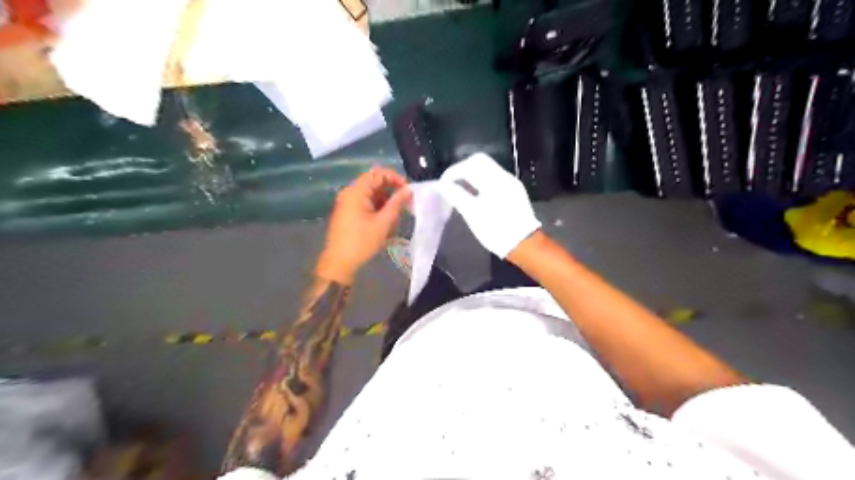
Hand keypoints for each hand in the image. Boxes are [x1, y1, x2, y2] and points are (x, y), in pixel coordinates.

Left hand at [316, 167, 410, 283]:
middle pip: (374, 183)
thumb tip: (409, 190)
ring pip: (371, 194)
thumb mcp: (383, 223)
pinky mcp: (347, 213)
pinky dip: (377, 208)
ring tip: (397, 215)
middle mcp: (349, 193)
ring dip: (385, 201)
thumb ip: (397, 203)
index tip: (408, 190)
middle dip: (391, 191)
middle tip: (406, 203)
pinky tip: (386, 221)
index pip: (377, 173)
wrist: (339, 263)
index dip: (395, 178)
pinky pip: (365, 203)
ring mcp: (347, 203)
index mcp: (356, 192)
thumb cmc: (362, 242)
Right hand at [441, 153, 538, 257]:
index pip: (470, 164)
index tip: (443, 184)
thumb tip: (443, 185)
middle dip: (462, 170)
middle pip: (480, 162)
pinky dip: (481, 182)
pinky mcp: (514, 191)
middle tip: (451, 184)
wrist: (524, 244)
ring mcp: (511, 183)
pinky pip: (494, 179)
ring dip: (472, 176)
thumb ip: (456, 195)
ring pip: (487, 169)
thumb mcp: (472, 214)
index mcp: (494, 180)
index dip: (453, 172)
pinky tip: (476, 196)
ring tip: (461, 191)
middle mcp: (504, 176)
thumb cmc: (495, 230)